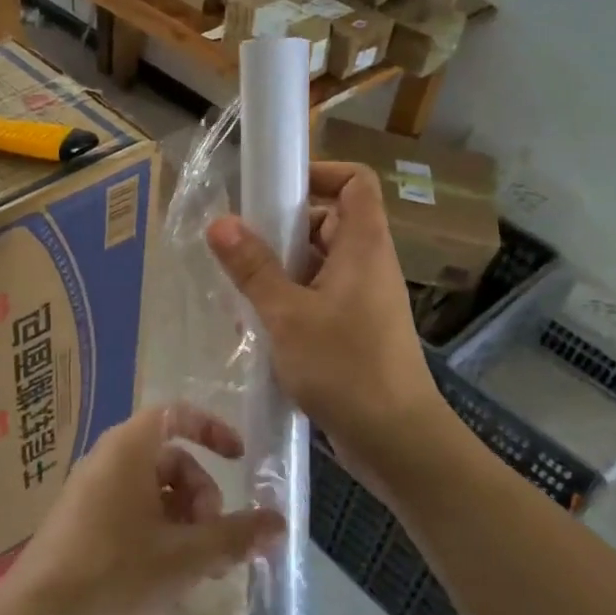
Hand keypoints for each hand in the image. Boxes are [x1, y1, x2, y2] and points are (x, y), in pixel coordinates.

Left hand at [0, 404, 283, 614]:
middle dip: (202, 494)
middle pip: (169, 458)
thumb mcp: (185, 558)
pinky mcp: (79, 522)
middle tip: (215, 542)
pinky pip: (129, 510)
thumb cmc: (114, 575)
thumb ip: (235, 536)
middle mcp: (107, 459)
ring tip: (198, 568)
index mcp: (128, 449)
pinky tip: (167, 575)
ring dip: (183, 519)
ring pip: (151, 489)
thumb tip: (279, 523)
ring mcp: (89, 491)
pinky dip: (157, 531)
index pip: (176, 414)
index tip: (239, 459)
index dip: (212, 430)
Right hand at [208, 162, 443, 503]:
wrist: (395, 442)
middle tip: (243, 249)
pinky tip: (257, 329)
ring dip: (280, 272)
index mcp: (363, 247)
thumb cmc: (345, 368)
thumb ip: (252, 268)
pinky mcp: (355, 331)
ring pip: (318, 265)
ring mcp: (363, 300)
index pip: (355, 182)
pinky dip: (289, 302)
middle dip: (283, 230)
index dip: (319, 172)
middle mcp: (367, 265)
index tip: (276, 189)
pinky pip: (318, 298)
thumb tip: (219, 222)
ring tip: (241, 294)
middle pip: (328, 222)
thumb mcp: (288, 315)